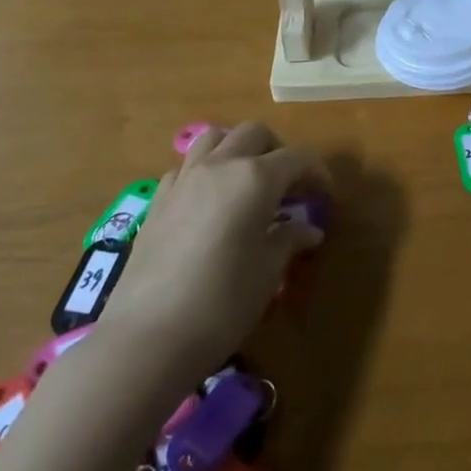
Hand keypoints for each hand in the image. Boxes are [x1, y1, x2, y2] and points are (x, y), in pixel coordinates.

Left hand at [100, 122, 325, 383]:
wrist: (146, 337)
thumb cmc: (223, 302)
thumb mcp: (269, 272)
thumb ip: (290, 240)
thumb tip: (309, 230)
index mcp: (256, 178)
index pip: (297, 157)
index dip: (317, 172)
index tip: (324, 196)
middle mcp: (220, 166)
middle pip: (254, 133)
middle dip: (277, 150)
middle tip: (288, 185)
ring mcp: (183, 180)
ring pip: (215, 138)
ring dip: (237, 149)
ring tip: (247, 181)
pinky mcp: (157, 201)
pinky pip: (185, 167)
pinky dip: (204, 171)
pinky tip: (209, 203)